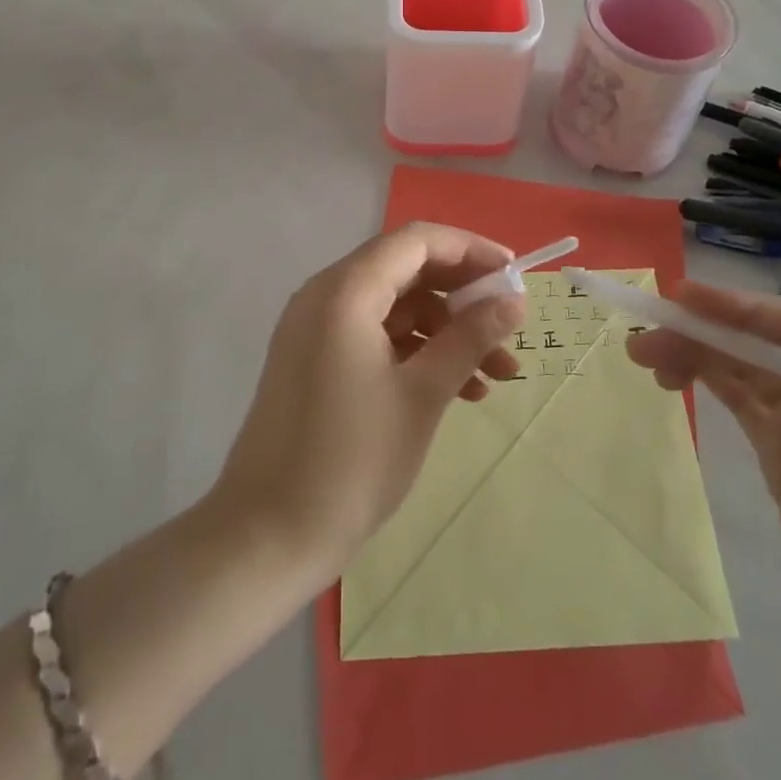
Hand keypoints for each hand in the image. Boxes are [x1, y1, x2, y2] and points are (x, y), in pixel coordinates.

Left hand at [212, 224, 526, 580]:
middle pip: (406, 270)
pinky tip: (459, 390)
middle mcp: (325, 296)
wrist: (266, 538)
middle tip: (509, 326)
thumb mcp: (422, 395)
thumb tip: (514, 301)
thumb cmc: (351, 460)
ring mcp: (316, 329)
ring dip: (446, 331)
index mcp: (345, 291)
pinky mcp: (314, 360)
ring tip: (497, 375)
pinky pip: (375, 335)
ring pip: (395, 307)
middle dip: (463, 297)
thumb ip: (470, 338)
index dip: (470, 250)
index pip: (417, 241)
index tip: (514, 275)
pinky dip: (417, 352)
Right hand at [627, 281, 780, 717]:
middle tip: (645, 335)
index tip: (684, 298)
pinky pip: (740, 402)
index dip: (743, 309)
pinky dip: (706, 381)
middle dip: (706, 333)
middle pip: (764, 346)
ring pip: (744, 369)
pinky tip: (673, 376)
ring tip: (643, 355)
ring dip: (696, 354)